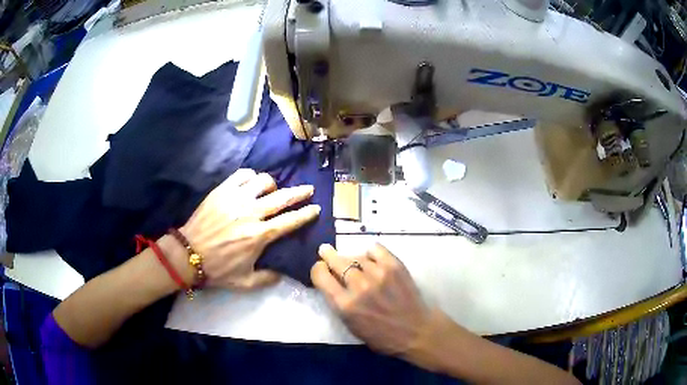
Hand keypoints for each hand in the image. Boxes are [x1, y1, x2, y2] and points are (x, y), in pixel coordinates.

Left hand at [180, 169, 320, 290]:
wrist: (188, 255)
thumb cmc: (218, 269)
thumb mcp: (245, 282)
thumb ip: (268, 279)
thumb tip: (282, 273)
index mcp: (259, 236)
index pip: (290, 221)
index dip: (306, 214)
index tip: (315, 208)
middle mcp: (251, 213)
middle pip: (282, 197)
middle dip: (300, 192)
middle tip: (308, 189)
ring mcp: (236, 199)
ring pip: (263, 181)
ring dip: (272, 185)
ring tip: (271, 191)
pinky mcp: (222, 191)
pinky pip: (242, 175)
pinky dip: (251, 176)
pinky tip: (252, 183)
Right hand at [311, 243, 430, 355]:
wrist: (416, 331)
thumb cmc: (382, 335)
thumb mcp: (351, 325)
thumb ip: (339, 303)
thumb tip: (331, 282)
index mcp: (345, 305)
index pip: (320, 275)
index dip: (317, 269)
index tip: (320, 268)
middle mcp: (359, 286)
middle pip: (336, 261)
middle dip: (328, 255)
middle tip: (325, 251)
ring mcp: (378, 274)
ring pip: (356, 256)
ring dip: (352, 258)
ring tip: (355, 263)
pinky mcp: (395, 266)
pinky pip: (376, 249)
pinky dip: (371, 252)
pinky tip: (371, 258)